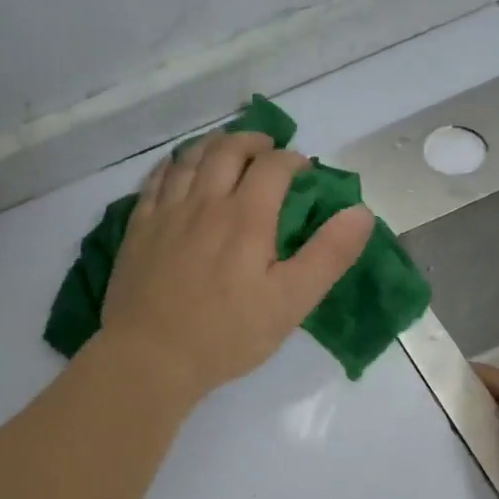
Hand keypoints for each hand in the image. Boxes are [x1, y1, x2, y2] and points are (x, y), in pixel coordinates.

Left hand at [101, 130, 372, 402]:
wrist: (151, 356)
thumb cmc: (226, 334)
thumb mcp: (290, 302)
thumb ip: (328, 255)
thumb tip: (360, 211)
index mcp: (246, 216)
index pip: (274, 165)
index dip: (293, 159)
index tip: (304, 170)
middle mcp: (205, 202)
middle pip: (228, 149)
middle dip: (253, 141)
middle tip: (266, 149)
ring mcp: (166, 212)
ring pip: (190, 158)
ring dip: (213, 145)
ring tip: (226, 149)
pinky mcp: (138, 228)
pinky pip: (155, 180)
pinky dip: (173, 165)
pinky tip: (177, 168)